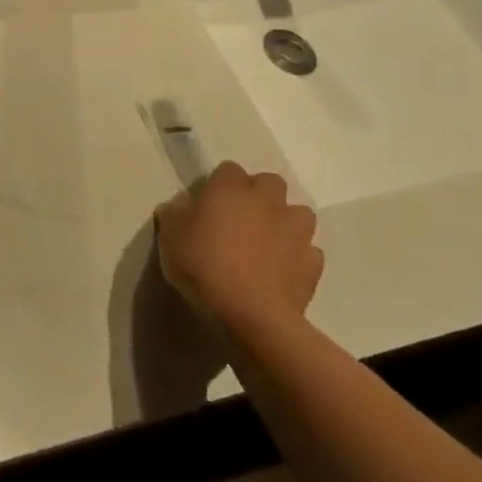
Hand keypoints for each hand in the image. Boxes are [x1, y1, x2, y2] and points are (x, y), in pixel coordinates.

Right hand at [156, 162, 321, 337]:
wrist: (249, 312)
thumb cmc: (202, 266)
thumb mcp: (169, 238)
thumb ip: (175, 215)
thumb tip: (178, 208)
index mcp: (229, 190)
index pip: (228, 169)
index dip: (219, 183)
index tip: (208, 202)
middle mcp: (266, 202)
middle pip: (270, 182)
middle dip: (258, 194)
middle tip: (239, 217)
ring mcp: (295, 231)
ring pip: (298, 213)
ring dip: (284, 221)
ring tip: (266, 241)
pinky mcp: (312, 262)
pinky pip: (307, 249)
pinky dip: (296, 255)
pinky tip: (280, 269)